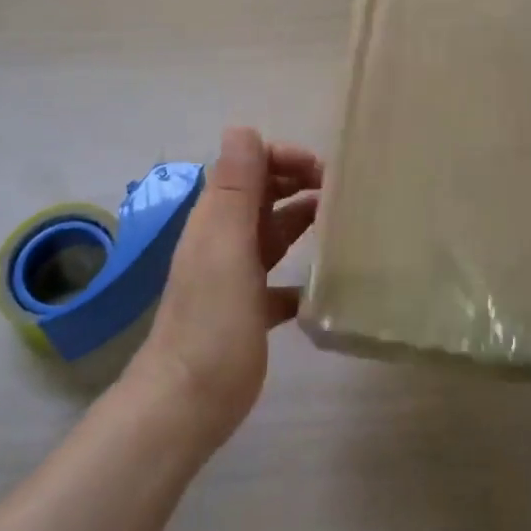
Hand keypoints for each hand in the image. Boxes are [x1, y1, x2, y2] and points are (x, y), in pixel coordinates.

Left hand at [128, 127, 320, 450]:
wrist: (188, 402)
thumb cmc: (212, 320)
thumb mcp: (226, 246)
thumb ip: (236, 188)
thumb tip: (243, 127)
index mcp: (216, 219)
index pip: (248, 166)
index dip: (283, 158)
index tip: (324, 172)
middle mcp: (223, 240)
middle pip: (263, 196)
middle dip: (298, 184)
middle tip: (342, 194)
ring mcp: (235, 277)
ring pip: (273, 234)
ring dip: (303, 222)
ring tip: (343, 227)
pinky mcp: (249, 312)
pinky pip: (279, 282)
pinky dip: (300, 278)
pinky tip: (324, 286)